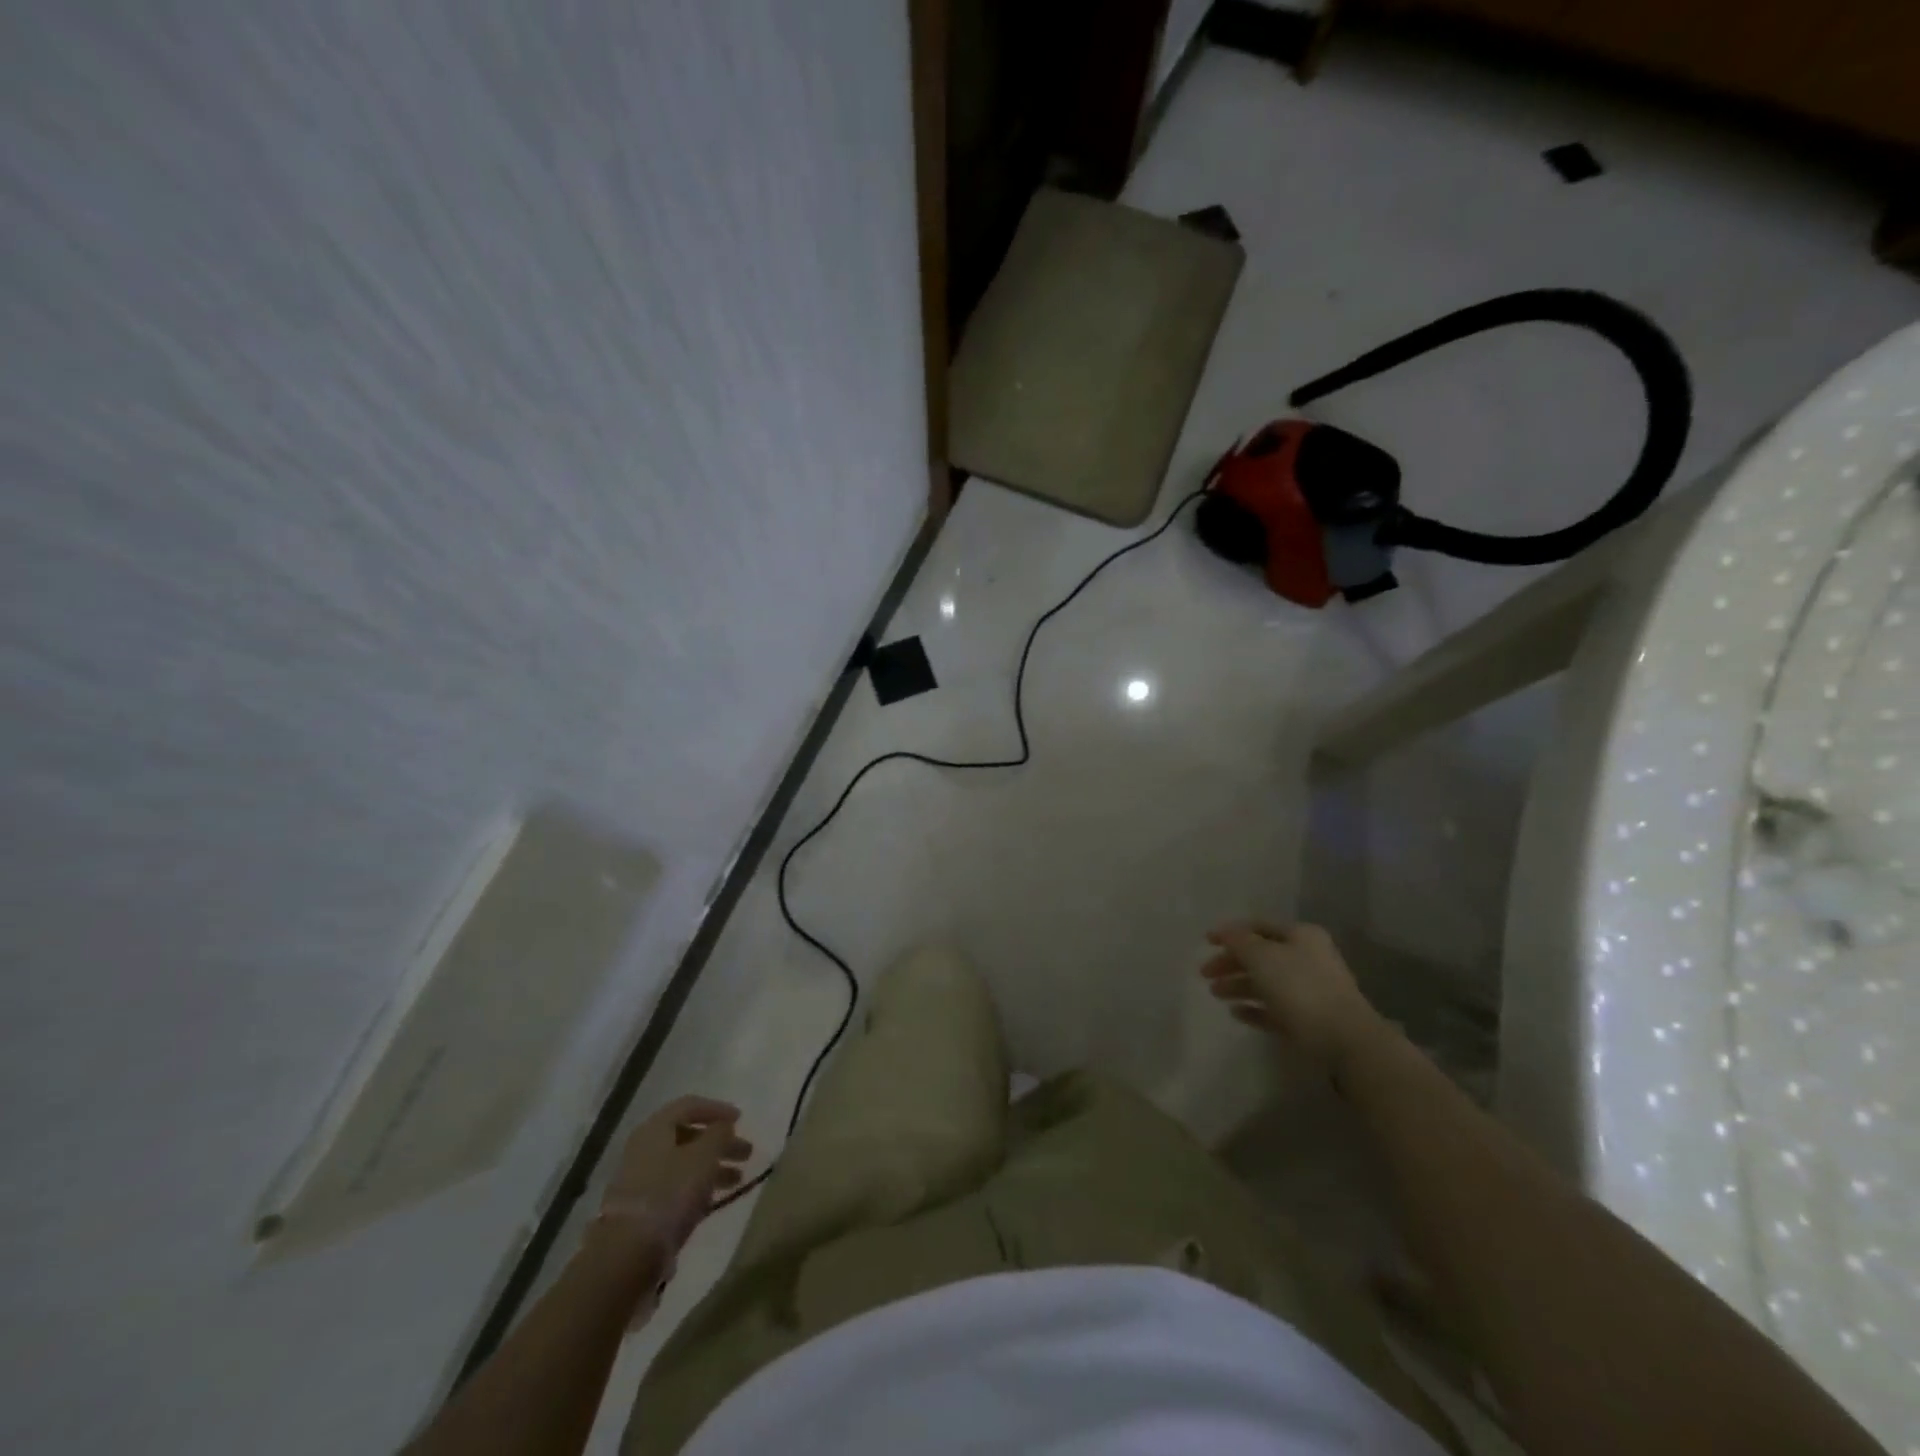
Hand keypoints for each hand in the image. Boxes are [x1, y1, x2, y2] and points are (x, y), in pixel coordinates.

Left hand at [590, 1095, 751, 1274]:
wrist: (627, 1254)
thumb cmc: (670, 1193)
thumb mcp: (704, 1156)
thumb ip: (719, 1135)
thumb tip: (724, 1126)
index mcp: (655, 1129)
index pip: (689, 1106)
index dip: (717, 1109)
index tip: (740, 1119)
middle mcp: (644, 1149)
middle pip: (688, 1136)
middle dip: (720, 1143)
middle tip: (746, 1154)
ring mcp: (640, 1180)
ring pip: (683, 1164)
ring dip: (712, 1167)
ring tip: (737, 1180)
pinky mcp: (641, 1209)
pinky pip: (675, 1188)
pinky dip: (697, 1188)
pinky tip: (714, 1199)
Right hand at [1200, 921, 1386, 1082]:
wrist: (1344, 1039)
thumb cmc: (1300, 988)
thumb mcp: (1262, 956)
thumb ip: (1239, 941)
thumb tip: (1225, 932)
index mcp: (1300, 936)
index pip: (1258, 926)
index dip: (1230, 932)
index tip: (1206, 942)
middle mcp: (1306, 958)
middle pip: (1260, 956)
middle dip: (1231, 963)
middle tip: (1204, 974)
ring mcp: (1309, 991)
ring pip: (1266, 983)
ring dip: (1238, 986)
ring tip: (1215, 994)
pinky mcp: (1308, 1020)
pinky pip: (1275, 1009)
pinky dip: (1254, 1008)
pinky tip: (1236, 1013)